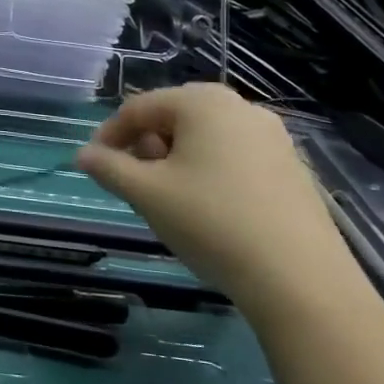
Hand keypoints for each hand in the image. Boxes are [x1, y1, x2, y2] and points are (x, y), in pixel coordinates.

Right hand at [75, 84, 362, 317]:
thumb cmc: (210, 222)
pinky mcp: (292, 168)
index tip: (95, 165)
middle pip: (175, 116)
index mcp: (203, 103)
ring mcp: (274, 138)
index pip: (139, 107)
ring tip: (166, 196)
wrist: (299, 279)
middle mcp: (241, 108)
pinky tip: (206, 208)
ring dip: (176, 157)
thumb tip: (83, 155)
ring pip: (206, 136)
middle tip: (132, 179)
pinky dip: (209, 170)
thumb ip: (108, 167)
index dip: (109, 134)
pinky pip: (235, 156)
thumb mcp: (145, 194)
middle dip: (145, 143)